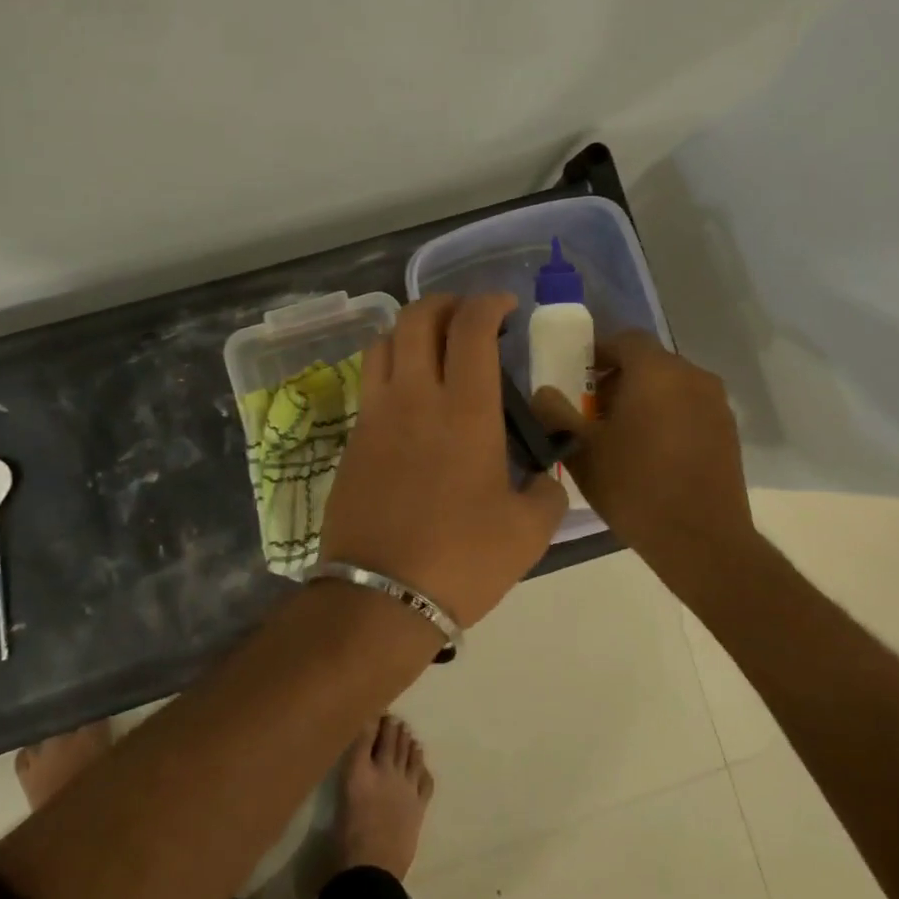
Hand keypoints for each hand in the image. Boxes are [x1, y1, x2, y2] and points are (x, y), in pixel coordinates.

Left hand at [322, 294, 567, 627]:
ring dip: (410, 330)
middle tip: (467, 316)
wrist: (380, 595)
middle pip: (417, 318)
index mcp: (464, 410)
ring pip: (383, 342)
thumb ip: (546, 492)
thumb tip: (542, 478)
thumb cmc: (461, 560)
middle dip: (445, 303)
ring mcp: (375, 415)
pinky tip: (408, 395)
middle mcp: (414, 397)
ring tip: (432, 347)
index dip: (489, 303)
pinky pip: (369, 381)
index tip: (505, 307)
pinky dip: (390, 367)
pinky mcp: (352, 439)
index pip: (471, 327)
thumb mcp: (529, 531)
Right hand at [531, 331, 758, 598]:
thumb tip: (543, 393)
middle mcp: (692, 376)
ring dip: (644, 398)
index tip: (577, 380)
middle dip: (618, 378)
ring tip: (620, 435)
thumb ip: (556, 413)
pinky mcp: (728, 431)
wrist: (700, 538)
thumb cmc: (633, 486)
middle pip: (649, 362)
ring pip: (671, 386)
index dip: (597, 353)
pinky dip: (667, 416)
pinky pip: (689, 408)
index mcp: (656, 371)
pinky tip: (651, 453)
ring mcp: (716, 404)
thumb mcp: (581, 449)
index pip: (625, 339)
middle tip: (593, 411)